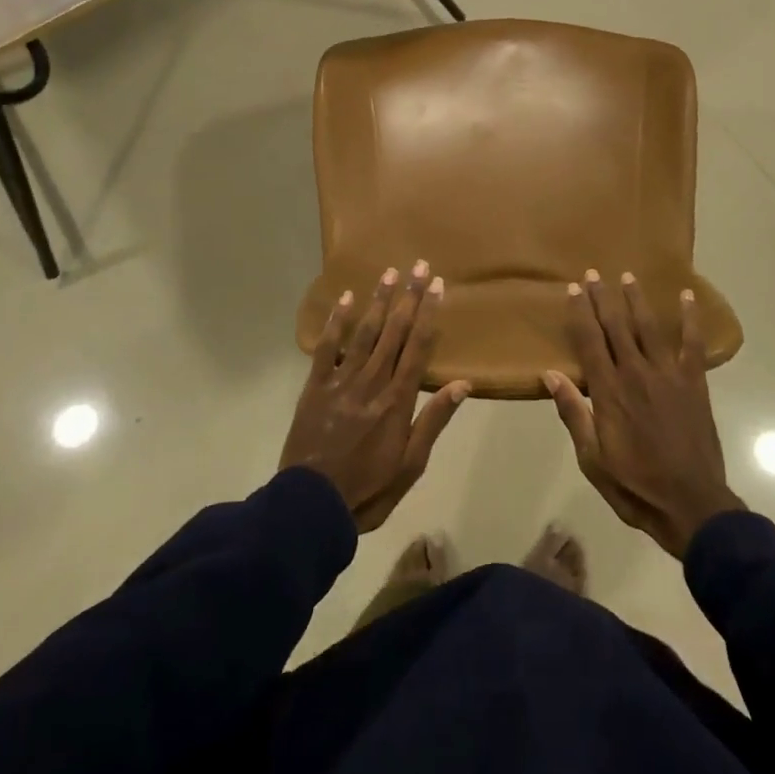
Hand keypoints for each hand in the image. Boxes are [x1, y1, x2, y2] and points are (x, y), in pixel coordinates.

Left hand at [280, 262, 471, 531]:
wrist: (311, 508)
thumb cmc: (368, 489)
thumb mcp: (411, 465)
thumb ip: (434, 421)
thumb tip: (463, 384)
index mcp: (398, 401)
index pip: (418, 347)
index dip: (428, 314)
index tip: (437, 285)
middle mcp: (373, 382)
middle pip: (394, 332)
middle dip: (408, 297)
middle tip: (418, 265)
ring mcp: (342, 382)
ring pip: (364, 333)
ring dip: (378, 301)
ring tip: (389, 273)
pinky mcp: (316, 387)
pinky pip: (327, 349)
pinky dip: (336, 323)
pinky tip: (346, 299)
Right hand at [544, 271, 743, 558]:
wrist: (692, 505)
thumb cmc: (635, 485)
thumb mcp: (593, 459)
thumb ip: (574, 413)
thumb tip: (551, 375)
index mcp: (609, 392)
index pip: (590, 342)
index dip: (580, 313)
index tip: (573, 290)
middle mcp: (636, 373)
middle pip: (616, 326)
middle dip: (603, 298)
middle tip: (593, 273)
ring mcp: (668, 374)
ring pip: (648, 327)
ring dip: (636, 300)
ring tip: (627, 275)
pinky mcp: (694, 382)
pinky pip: (692, 343)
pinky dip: (690, 319)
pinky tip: (687, 297)